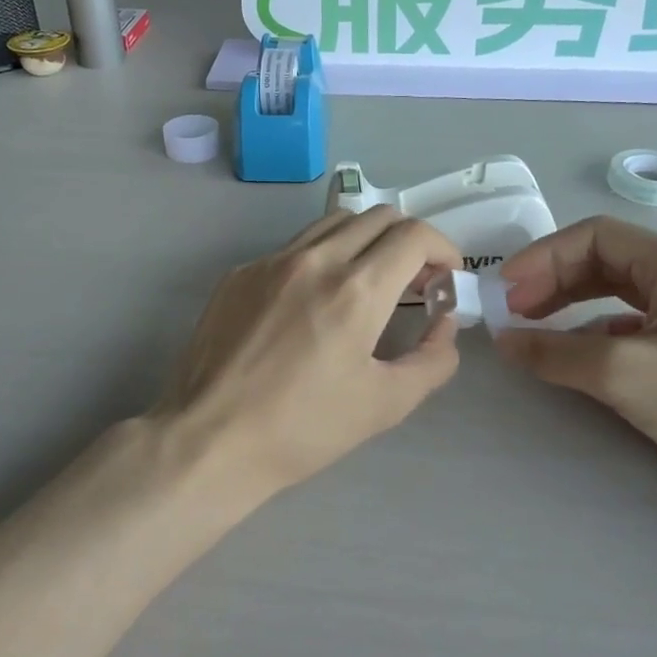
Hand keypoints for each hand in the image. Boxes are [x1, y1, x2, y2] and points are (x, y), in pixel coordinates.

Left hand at [150, 208, 462, 500]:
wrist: (210, 440)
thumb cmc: (303, 428)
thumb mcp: (386, 404)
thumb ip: (433, 359)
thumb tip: (444, 324)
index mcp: (356, 290)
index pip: (414, 235)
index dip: (442, 249)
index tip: (445, 277)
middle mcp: (315, 260)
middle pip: (379, 216)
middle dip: (409, 241)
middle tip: (414, 281)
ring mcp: (271, 261)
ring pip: (335, 222)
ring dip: (367, 240)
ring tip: (368, 281)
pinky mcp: (240, 273)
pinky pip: (295, 247)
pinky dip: (322, 258)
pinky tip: (313, 301)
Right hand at [494, 217, 656, 519]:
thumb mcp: (622, 373)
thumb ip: (555, 351)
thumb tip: (504, 340)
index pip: (593, 236)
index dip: (543, 258)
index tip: (507, 291)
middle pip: (603, 258)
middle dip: (553, 280)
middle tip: (514, 311)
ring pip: (615, 289)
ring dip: (570, 302)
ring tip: (533, 326)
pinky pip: (630, 319)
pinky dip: (594, 327)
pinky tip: (574, 351)